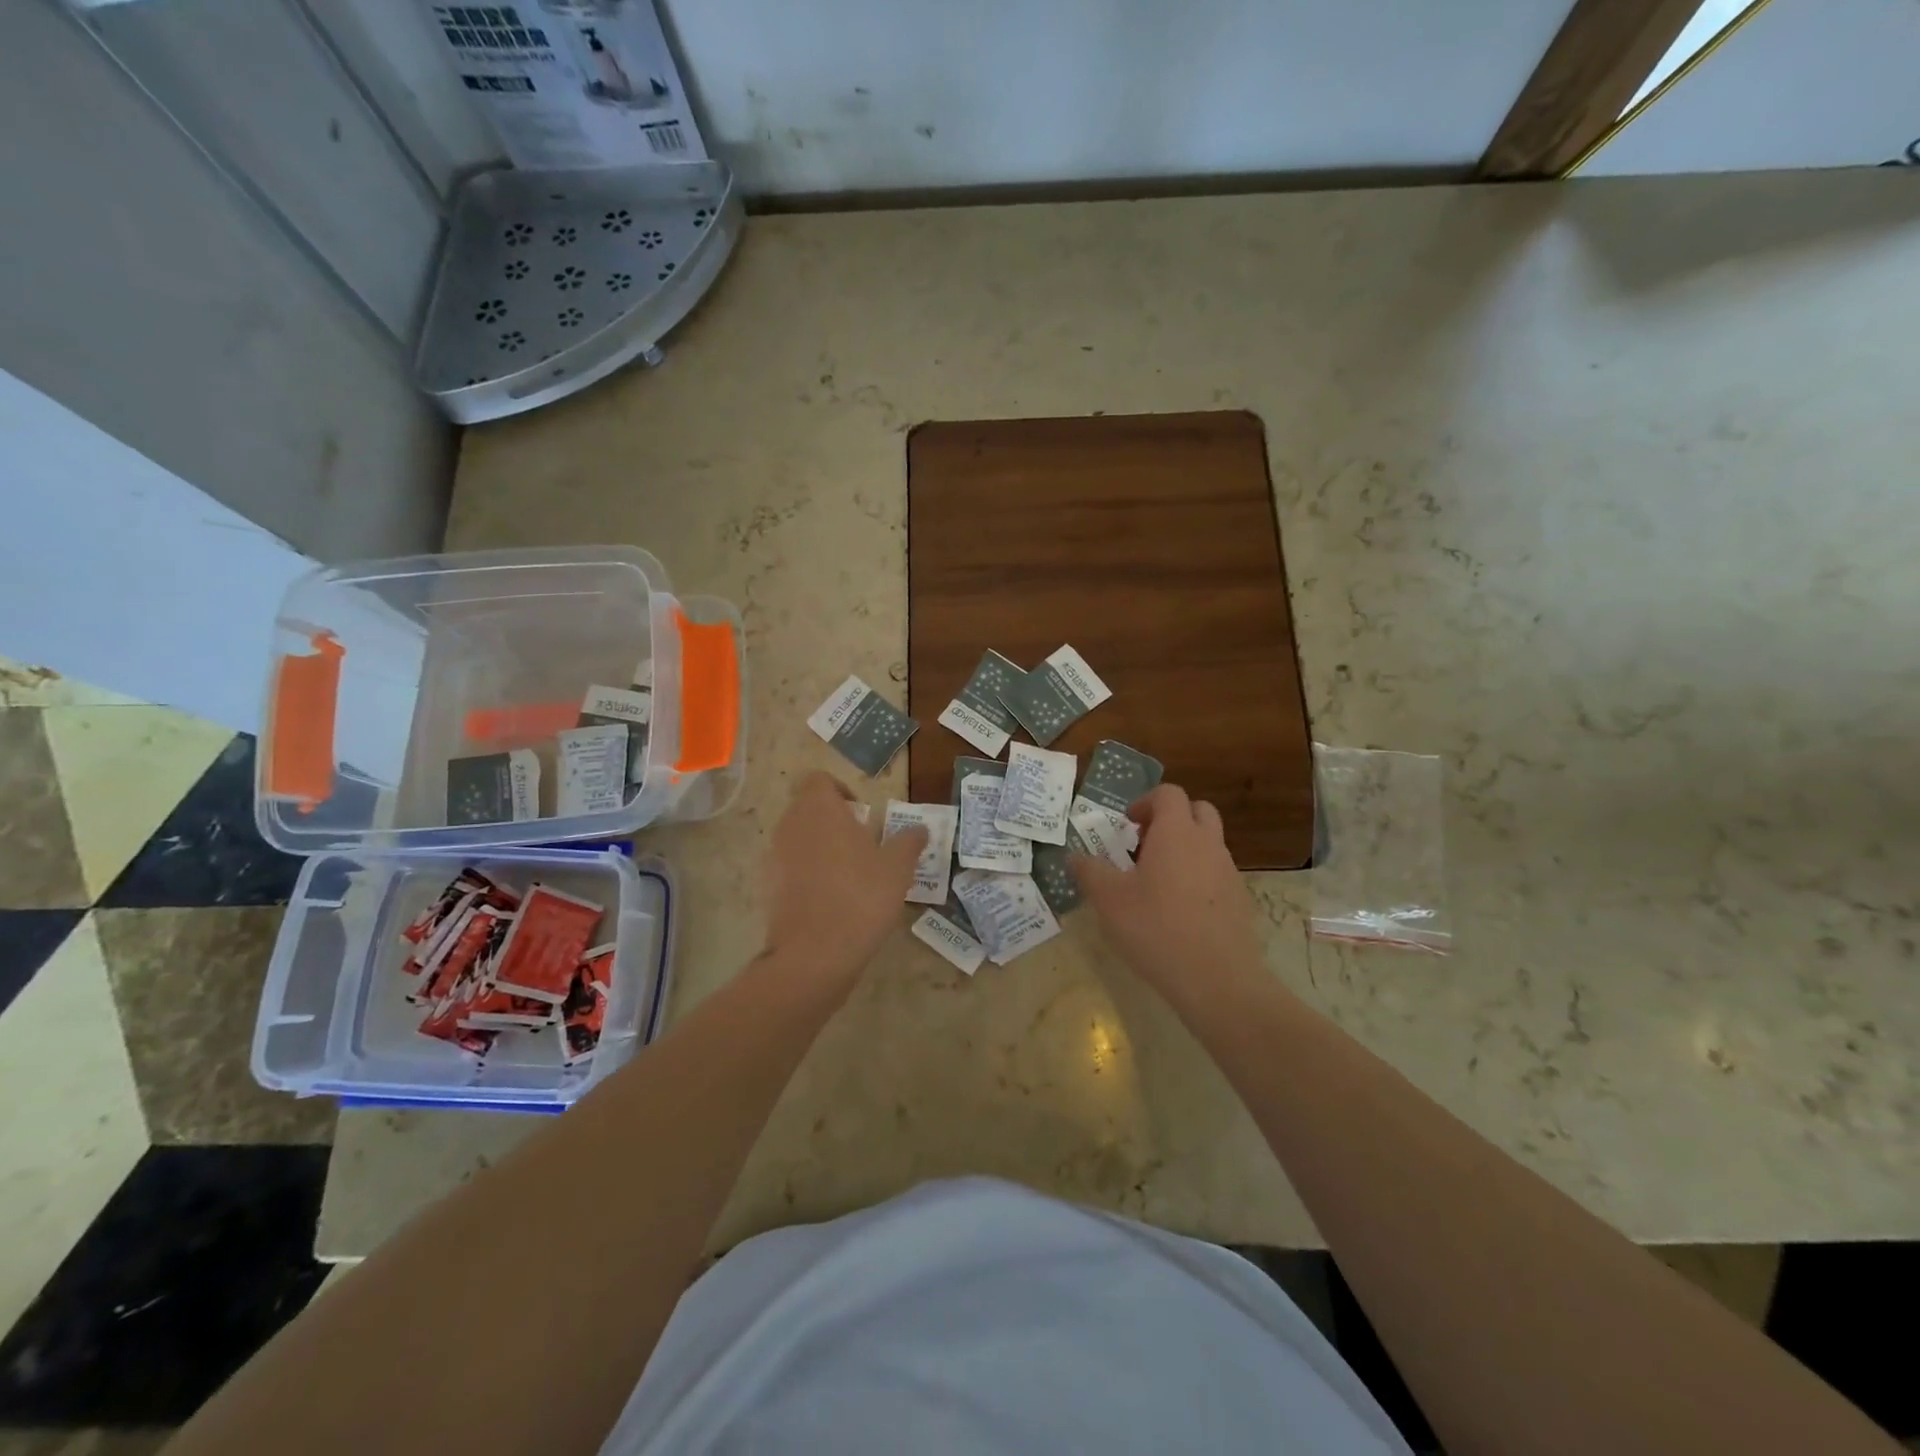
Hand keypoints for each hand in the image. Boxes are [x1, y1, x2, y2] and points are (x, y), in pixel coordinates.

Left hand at [760, 772, 926, 985]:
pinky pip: (788, 868)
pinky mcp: (767, 887)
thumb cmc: (860, 896)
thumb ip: (909, 842)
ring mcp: (774, 857)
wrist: (814, 954)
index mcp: (819, 809)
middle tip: (862, 846)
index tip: (862, 814)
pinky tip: (831, 900)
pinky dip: (806, 875)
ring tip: (849, 875)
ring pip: (797, 839)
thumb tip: (919, 829)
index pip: (819, 780)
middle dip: (833, 821)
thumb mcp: (898, 867)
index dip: (841, 791)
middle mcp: (790, 825)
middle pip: (808, 809)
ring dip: (820, 848)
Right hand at [1070, 784, 1266, 1000]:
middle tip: (1144, 844)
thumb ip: (1090, 871)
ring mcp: (1228, 871)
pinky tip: (1179, 910)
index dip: (1145, 802)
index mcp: (1176, 833)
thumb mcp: (1109, 900)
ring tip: (1157, 881)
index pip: (1168, 794)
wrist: (1218, 979)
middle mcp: (1207, 843)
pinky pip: (1217, 873)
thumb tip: (1075, 857)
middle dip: (1170, 819)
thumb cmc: (1156, 928)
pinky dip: (1198, 877)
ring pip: (1208, 842)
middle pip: (1196, 810)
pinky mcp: (1239, 899)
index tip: (1126, 825)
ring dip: (1184, 848)